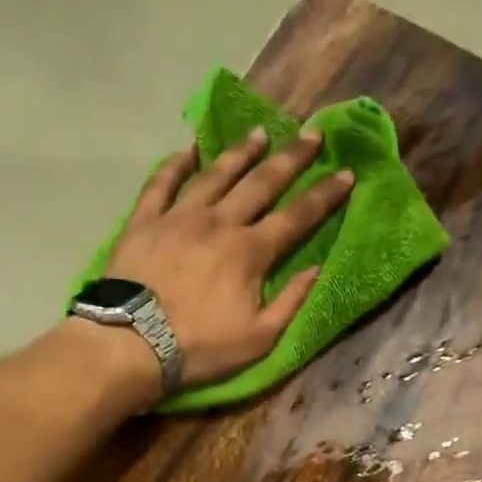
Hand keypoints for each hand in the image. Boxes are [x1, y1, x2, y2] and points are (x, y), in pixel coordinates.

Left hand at [107, 126, 353, 386]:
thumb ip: (290, 302)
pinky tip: (189, 150)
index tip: (346, 173)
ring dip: (240, 152)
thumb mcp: (258, 339)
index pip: (296, 217)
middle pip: (261, 183)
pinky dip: (177, 164)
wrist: (134, 343)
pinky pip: (162, 182)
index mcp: (250, 252)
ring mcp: (180, 216)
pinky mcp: (145, 220)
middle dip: (291, 159)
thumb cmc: (200, 348)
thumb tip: (317, 269)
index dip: (324, 196)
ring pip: (216, 174)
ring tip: (259, 134)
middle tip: (312, 134)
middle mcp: (219, 222)